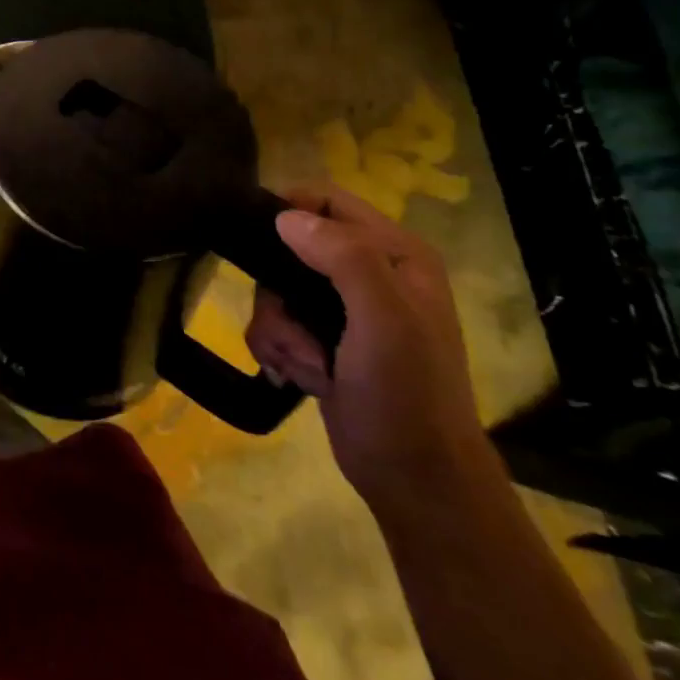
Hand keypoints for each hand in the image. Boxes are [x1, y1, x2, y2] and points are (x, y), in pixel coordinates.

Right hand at [246, 186, 491, 508]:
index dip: (289, 212)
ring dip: (279, 328)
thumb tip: (284, 218)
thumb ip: (344, 257)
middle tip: (295, 326)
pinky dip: (278, 349)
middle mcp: (370, 273)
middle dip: (278, 289)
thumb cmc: (408, 394)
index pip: (326, 199)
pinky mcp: (322, 340)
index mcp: (396, 253)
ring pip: (275, 289)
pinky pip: (275, 324)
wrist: (416, 480)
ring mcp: (344, 310)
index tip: (263, 246)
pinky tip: (300, 376)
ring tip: (307, 363)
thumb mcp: (385, 318)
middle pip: (289, 247)